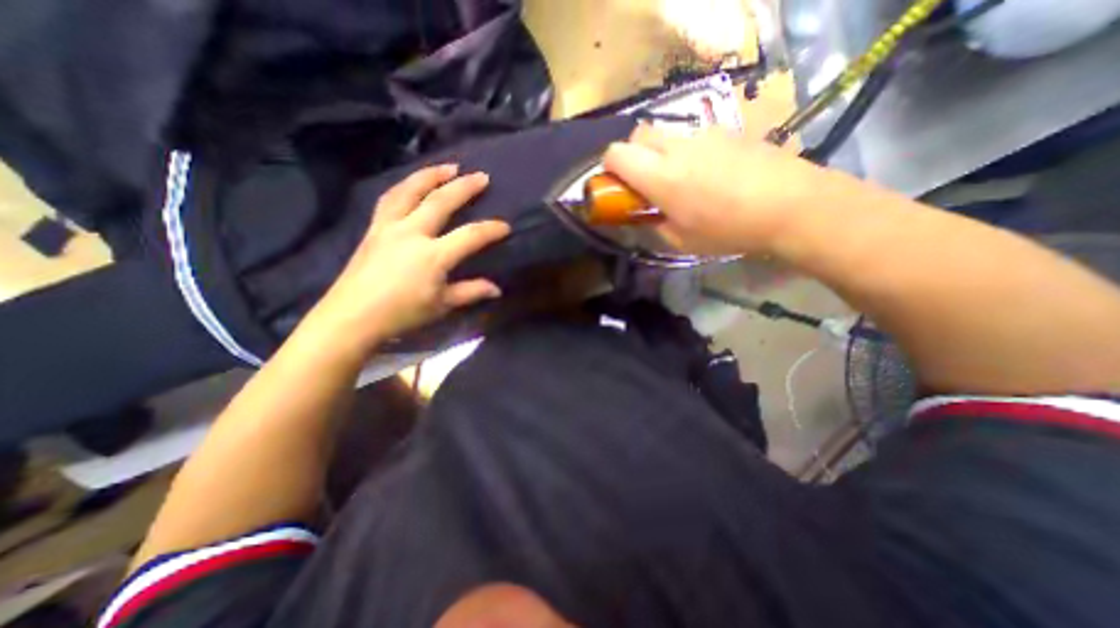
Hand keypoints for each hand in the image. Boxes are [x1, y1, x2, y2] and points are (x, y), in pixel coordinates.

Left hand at [297, 165, 508, 356]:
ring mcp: (389, 226)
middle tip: (481, 176)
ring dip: (432, 175)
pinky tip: (413, 183)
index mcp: (433, 255)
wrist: (352, 316)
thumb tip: (497, 289)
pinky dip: (405, 186)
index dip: (491, 230)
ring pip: (411, 191)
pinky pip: (390, 198)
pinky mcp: (374, 228)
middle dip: (464, 187)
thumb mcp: (442, 305)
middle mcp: (412, 233)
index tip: (505, 227)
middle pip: (441, 201)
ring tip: (448, 166)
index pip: (470, 236)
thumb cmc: (402, 313)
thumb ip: (471, 292)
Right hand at [605, 123, 829, 254]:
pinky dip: (688, 153)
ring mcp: (704, 135)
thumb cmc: (729, 230)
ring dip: (661, 154)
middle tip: (645, 182)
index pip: (616, 153)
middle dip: (633, 155)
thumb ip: (655, 225)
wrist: (790, 204)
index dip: (609, 167)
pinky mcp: (726, 131)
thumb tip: (646, 215)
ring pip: (666, 135)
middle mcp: (677, 148)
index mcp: (661, 177)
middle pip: (638, 135)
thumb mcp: (682, 242)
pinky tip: (709, 174)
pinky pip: (693, 138)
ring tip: (682, 180)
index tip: (616, 184)